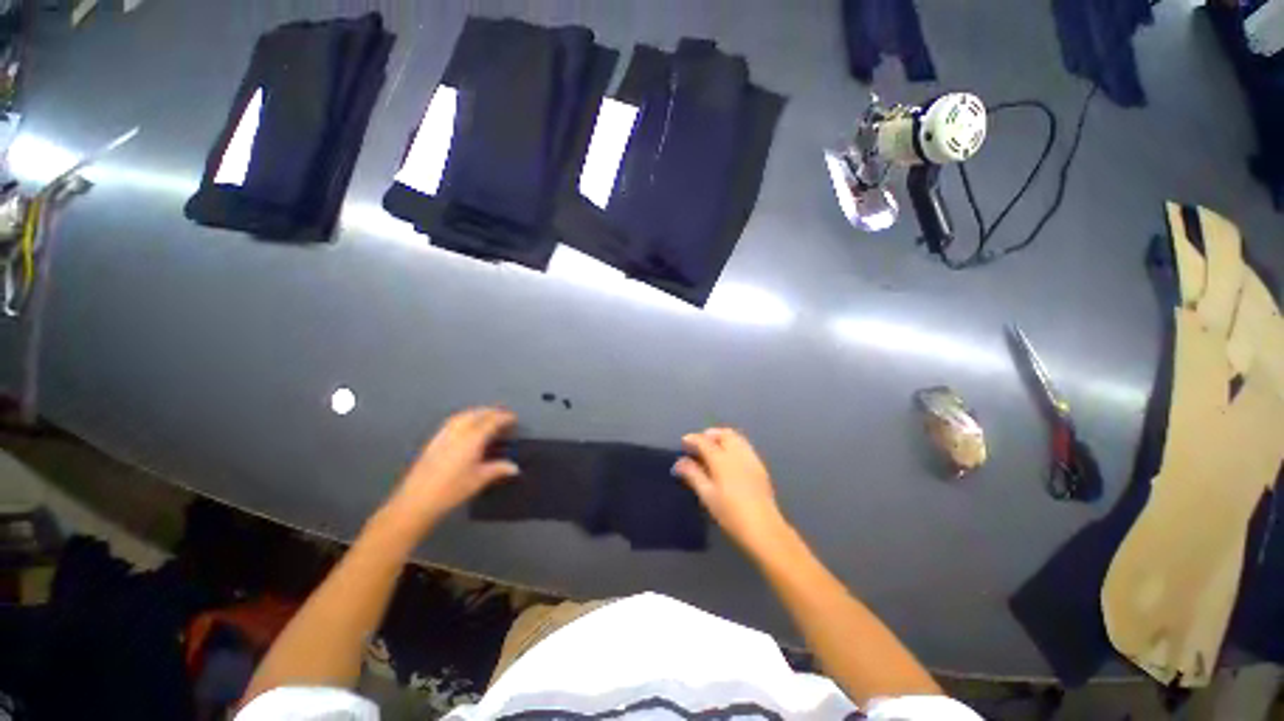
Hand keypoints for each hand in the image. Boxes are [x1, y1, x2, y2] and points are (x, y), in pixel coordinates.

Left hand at [384, 407, 518, 532]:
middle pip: (477, 414)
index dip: (504, 417)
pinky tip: (466, 425)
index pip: (492, 421)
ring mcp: (444, 434)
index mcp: (472, 438)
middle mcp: (458, 431)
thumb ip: (498, 469)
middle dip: (492, 412)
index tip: (514, 418)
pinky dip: (465, 418)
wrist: (417, 500)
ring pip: (464, 415)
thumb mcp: (479, 479)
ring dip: (478, 412)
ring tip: (487, 417)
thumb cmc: (452, 489)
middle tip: (503, 416)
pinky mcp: (434, 440)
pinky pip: (453, 421)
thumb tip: (515, 467)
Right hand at [674, 428, 789, 554]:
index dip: (692, 439)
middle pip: (723, 434)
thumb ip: (693, 475)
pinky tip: (729, 459)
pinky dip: (733, 445)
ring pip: (736, 437)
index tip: (684, 442)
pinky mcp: (760, 466)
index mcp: (721, 459)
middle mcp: (737, 453)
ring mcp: (751, 458)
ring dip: (722, 438)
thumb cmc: (730, 513)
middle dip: (710, 435)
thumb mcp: (707, 495)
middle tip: (700, 444)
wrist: (763, 527)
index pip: (704, 441)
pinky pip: (744, 446)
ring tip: (713, 449)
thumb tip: (679, 462)